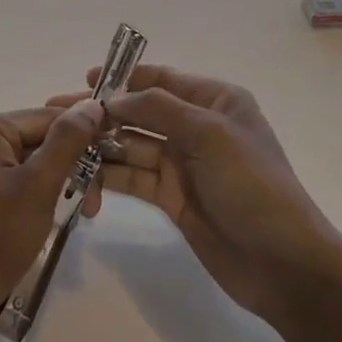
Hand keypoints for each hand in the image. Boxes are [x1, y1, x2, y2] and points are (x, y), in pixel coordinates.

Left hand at [0, 101, 108, 341]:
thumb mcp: (38, 186)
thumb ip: (68, 141)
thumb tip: (93, 103)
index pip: (48, 118)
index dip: (85, 137)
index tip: (115, 164)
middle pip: (41, 140)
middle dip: (73, 167)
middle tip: (96, 206)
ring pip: (34, 165)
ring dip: (61, 185)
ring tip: (84, 215)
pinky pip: (19, 184)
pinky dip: (41, 198)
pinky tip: (55, 219)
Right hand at [50, 66, 341, 324]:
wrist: (283, 264)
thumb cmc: (252, 185)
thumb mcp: (209, 135)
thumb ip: (159, 109)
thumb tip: (113, 99)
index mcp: (214, 101)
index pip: (161, 79)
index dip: (123, 78)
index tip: (85, 81)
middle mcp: (197, 126)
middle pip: (140, 112)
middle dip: (102, 114)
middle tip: (57, 116)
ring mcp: (183, 164)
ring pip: (132, 146)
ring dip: (101, 147)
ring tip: (62, 149)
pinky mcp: (172, 198)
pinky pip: (134, 178)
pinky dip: (110, 177)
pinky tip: (83, 180)